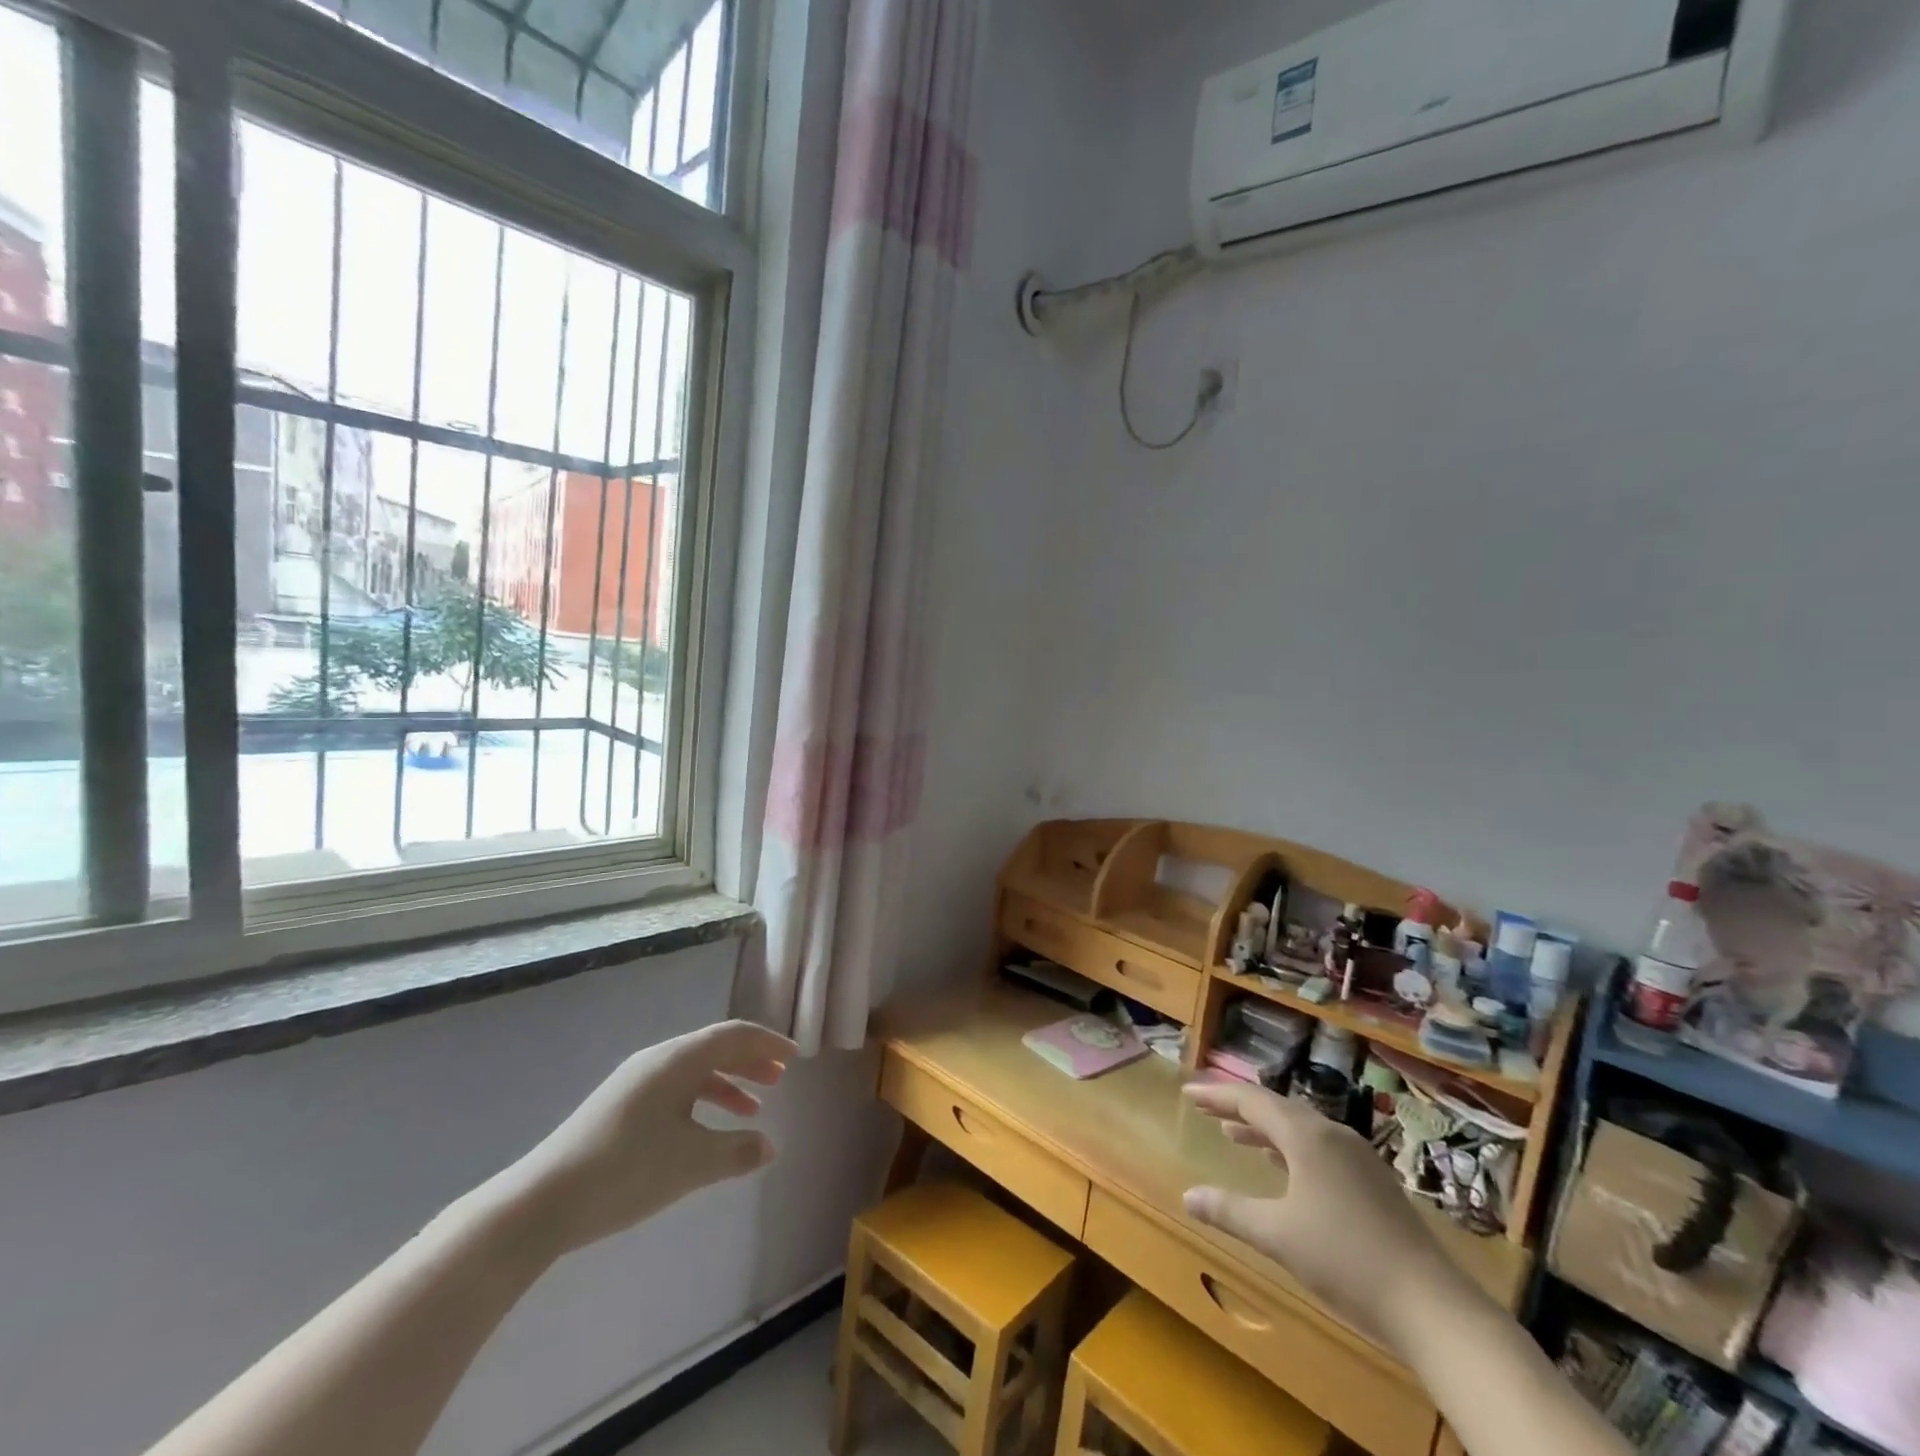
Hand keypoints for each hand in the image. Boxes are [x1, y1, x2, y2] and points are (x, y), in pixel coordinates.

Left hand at [500, 1021, 795, 1258]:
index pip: (733, 1035)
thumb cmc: (625, 1171)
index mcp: (677, 1060)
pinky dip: (701, 1100)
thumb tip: (771, 1146)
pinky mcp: (619, 1106)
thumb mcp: (691, 1164)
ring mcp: (635, 1082)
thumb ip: (737, 1152)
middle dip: (750, 1060)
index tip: (795, 1056)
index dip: (767, 1042)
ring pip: (694, 1070)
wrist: (541, 1202)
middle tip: (779, 1078)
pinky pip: (675, 1089)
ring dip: (727, 1083)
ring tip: (753, 1109)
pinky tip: (706, 1131)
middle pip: (714, 1047)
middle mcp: (657, 1060)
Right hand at [1181, 1081, 1466, 1346]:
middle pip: (1277, 1107)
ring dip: (1264, 1129)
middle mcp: (1332, 1134)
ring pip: (1300, 1128)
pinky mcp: (1373, 1181)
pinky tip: (1283, 1169)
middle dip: (1238, 1107)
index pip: (1251, 1100)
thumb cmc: (1345, 1260)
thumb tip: (1187, 1196)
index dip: (1216, 1094)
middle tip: (1206, 1108)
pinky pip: (1319, 1147)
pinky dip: (1290, 1148)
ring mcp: (1358, 1157)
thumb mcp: (1278, 1236)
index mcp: (1306, 1136)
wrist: (1432, 1306)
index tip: (1187, 1092)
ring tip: (1234, 1135)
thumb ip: (1230, 1211)